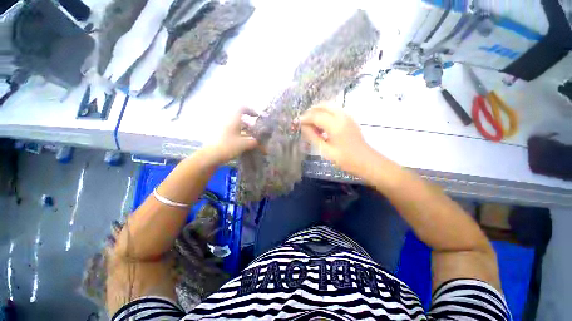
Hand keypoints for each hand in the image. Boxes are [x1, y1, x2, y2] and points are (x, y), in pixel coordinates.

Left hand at [207, 107, 258, 163]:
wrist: (210, 156)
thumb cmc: (228, 147)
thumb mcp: (244, 145)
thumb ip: (253, 142)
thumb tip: (258, 142)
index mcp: (233, 119)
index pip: (242, 108)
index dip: (250, 110)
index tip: (257, 116)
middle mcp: (227, 121)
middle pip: (240, 118)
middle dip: (249, 124)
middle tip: (255, 131)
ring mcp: (223, 128)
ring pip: (236, 126)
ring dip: (244, 131)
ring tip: (251, 139)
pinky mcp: (220, 135)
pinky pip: (232, 132)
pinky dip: (239, 136)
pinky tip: (243, 144)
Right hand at [300, 104, 371, 173]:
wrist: (365, 161)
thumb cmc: (345, 159)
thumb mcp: (325, 151)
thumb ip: (312, 137)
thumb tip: (303, 127)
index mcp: (335, 125)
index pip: (316, 115)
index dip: (305, 118)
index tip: (297, 123)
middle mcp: (341, 115)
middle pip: (322, 106)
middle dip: (311, 112)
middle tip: (304, 122)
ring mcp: (347, 115)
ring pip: (328, 106)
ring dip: (318, 112)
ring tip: (312, 124)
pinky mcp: (349, 118)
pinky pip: (334, 110)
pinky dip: (325, 113)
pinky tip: (322, 125)